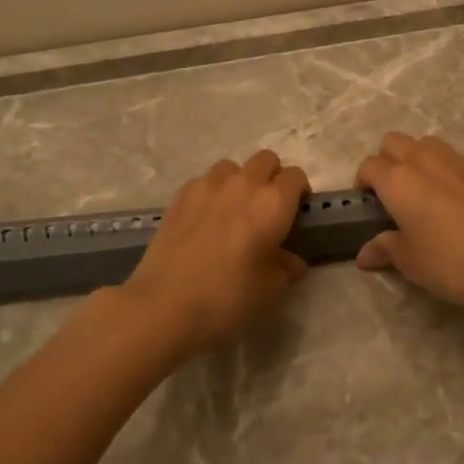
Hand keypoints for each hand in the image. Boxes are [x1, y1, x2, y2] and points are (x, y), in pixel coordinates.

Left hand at [122, 149, 310, 350]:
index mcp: (273, 203)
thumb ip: (286, 268)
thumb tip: (292, 262)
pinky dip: (211, 192)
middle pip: (266, 160)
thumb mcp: (270, 289)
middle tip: (267, 209)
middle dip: (272, 177)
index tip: (295, 213)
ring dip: (239, 180)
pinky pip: (204, 181)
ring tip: (233, 210)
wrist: (165, 304)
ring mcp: (208, 185)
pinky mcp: (180, 195)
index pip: (296, 176)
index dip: (299, 192)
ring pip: (232, 167)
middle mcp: (244, 184)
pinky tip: (205, 219)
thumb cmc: (228, 296)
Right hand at [354, 134, 463, 308]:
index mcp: (398, 180)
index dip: (362, 184)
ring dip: (414, 159)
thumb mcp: (412, 263)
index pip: (369, 167)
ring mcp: (455, 160)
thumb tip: (364, 253)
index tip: (367, 207)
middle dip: (385, 161)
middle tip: (391, 195)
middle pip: (393, 142)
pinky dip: (441, 168)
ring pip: (423, 144)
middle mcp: (423, 160)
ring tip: (420, 192)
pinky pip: (450, 157)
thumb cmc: (454, 262)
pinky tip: (451, 199)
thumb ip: (385, 250)